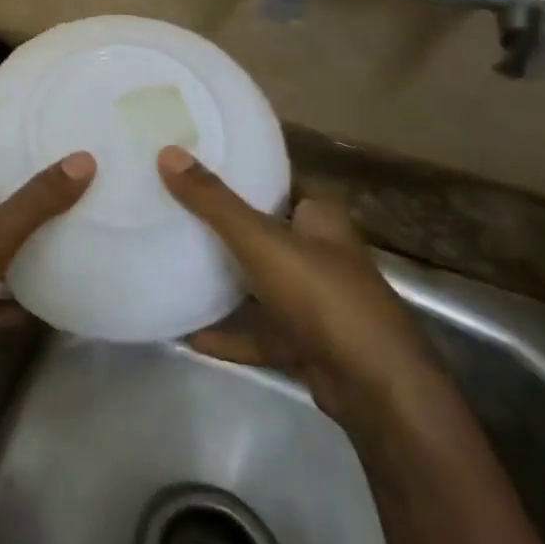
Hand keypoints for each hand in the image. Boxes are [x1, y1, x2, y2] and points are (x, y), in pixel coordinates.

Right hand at [156, 146, 438, 424]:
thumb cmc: (323, 296)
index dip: (242, 170)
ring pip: (261, 281)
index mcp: (319, 218)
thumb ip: (214, 202)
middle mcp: (320, 253)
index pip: (278, 180)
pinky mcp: (306, 342)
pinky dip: (228, 333)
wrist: (376, 389)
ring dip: (225, 279)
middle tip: (173, 207)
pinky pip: (258, 331)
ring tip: (175, 263)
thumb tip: (168, 153)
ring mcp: (314, 301)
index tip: (195, 161)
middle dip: (224, 222)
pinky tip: (189, 335)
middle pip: (264, 229)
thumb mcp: (262, 241)